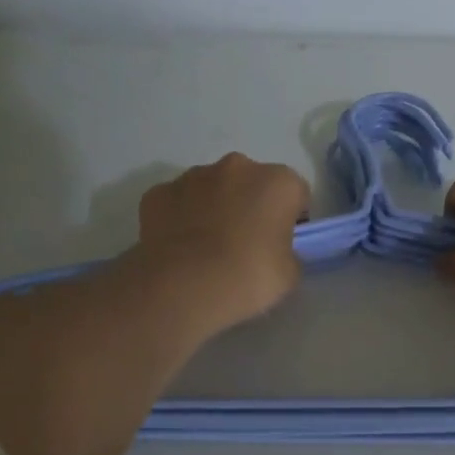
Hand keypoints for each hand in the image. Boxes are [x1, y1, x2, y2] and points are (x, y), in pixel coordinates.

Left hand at [130, 153, 310, 334]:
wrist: (183, 287)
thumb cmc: (248, 277)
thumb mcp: (289, 274)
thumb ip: (288, 253)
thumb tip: (275, 251)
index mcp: (277, 182)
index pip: (296, 193)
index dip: (291, 218)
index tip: (282, 243)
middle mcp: (237, 167)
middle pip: (251, 183)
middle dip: (250, 205)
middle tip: (245, 244)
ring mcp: (193, 176)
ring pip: (212, 188)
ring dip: (215, 208)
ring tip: (208, 249)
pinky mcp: (158, 192)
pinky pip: (178, 202)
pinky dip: (181, 218)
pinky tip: (180, 249)